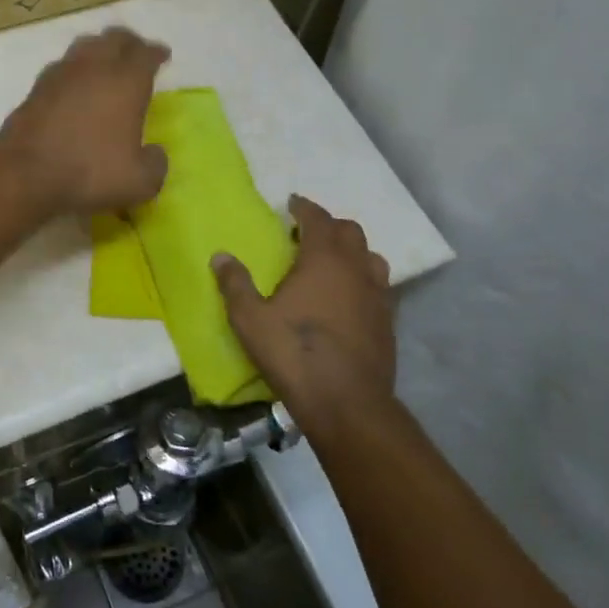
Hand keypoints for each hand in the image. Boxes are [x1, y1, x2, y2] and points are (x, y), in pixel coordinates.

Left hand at [0, 27, 170, 214]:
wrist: (25, 174)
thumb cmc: (90, 173)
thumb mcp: (140, 182)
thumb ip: (155, 164)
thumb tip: (154, 153)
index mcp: (126, 82)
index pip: (145, 54)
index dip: (156, 52)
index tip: (162, 55)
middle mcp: (94, 68)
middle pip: (114, 38)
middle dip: (129, 42)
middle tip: (136, 52)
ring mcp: (60, 75)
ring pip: (84, 46)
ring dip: (98, 49)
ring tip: (105, 62)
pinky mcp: (35, 89)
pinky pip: (61, 67)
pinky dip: (74, 70)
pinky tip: (74, 84)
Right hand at [213, 195, 394, 427]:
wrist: (347, 403)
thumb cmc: (295, 353)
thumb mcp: (250, 319)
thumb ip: (235, 284)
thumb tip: (220, 256)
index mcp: (323, 259)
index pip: (318, 219)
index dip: (304, 208)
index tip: (292, 204)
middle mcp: (355, 268)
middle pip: (350, 231)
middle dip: (329, 226)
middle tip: (306, 234)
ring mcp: (378, 295)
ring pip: (371, 257)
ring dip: (351, 252)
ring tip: (331, 263)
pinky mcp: (388, 322)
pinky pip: (379, 286)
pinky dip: (363, 280)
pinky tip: (348, 298)